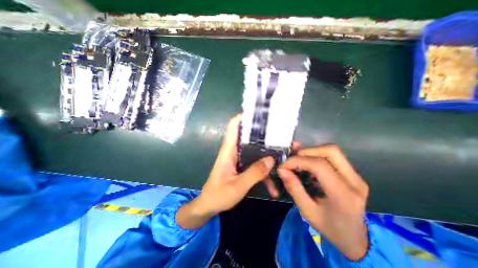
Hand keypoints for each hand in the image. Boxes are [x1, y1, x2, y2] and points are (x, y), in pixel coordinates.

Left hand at [176, 114, 274, 228]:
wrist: (209, 206)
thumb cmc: (218, 195)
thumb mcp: (238, 186)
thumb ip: (254, 173)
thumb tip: (271, 159)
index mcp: (228, 150)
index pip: (234, 126)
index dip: (244, 117)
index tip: (260, 115)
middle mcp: (234, 151)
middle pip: (249, 137)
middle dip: (264, 136)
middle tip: (281, 136)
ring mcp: (239, 159)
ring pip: (256, 152)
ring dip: (269, 157)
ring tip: (285, 160)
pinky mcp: (243, 167)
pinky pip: (256, 165)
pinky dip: (264, 173)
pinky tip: (273, 187)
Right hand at [277, 145, 368, 259]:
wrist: (356, 239)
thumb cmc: (330, 228)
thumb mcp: (307, 212)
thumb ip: (294, 188)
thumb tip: (282, 170)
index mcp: (343, 195)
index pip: (319, 166)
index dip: (298, 161)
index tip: (283, 166)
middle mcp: (354, 181)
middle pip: (330, 151)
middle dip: (307, 151)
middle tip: (293, 160)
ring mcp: (356, 176)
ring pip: (332, 151)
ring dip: (312, 152)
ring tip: (299, 161)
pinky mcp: (353, 174)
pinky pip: (333, 156)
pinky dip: (317, 155)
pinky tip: (308, 164)